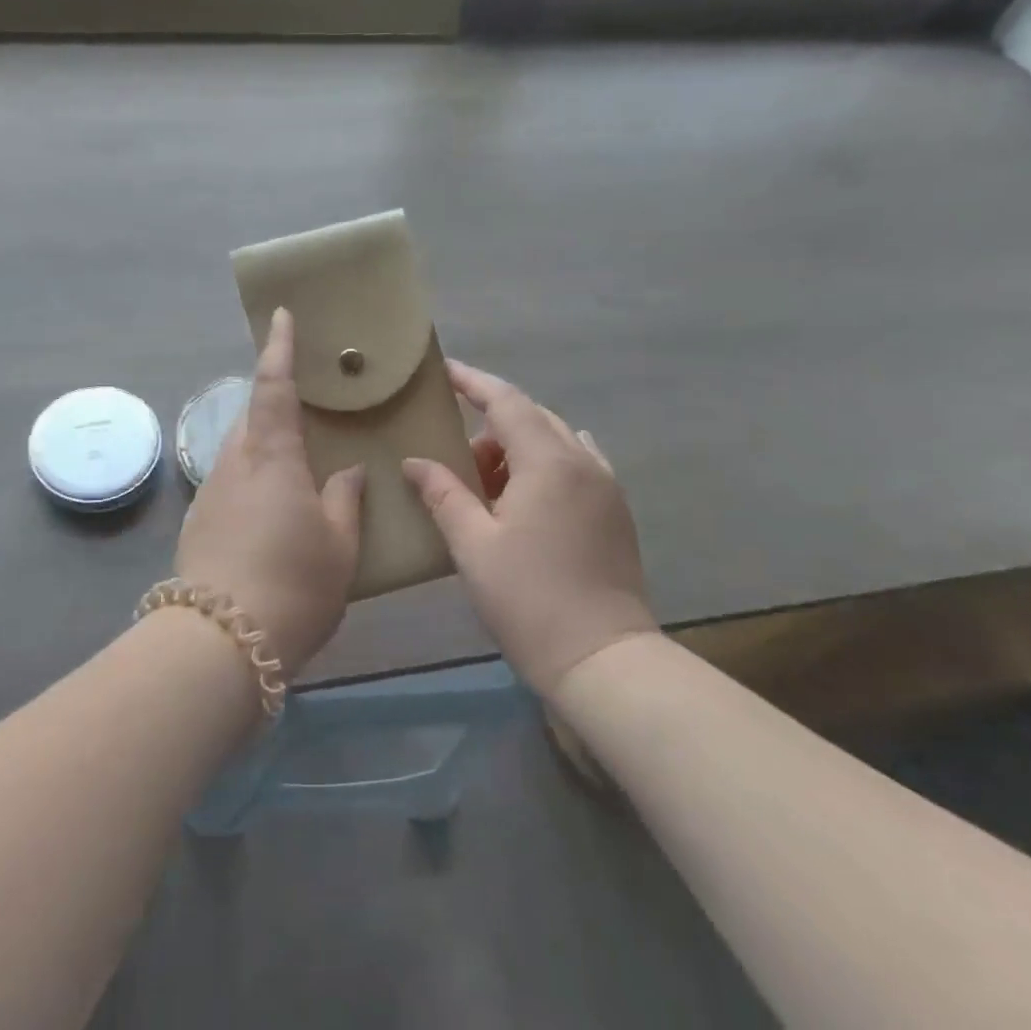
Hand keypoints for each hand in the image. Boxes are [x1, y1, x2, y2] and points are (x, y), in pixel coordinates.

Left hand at [174, 308, 364, 676]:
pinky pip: (231, 480)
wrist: (218, 643)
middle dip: (273, 399)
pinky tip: (270, 507)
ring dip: (263, 441)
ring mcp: (211, 493)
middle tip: (304, 403)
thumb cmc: (292, 585)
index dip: (278, 348)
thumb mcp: (338, 546)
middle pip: (251, 414)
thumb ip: (345, 500)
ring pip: (239, 449)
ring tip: (293, 459)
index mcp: (272, 457)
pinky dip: (252, 476)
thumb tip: (349, 471)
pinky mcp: (199, 522)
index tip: (280, 316)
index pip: (274, 386)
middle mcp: (235, 463)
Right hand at [403, 363, 656, 695]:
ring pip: (555, 440)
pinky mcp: (616, 511)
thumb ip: (442, 494)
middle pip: (531, 417)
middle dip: (490, 424)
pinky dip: (544, 464)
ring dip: (517, 447)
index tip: (444, 370)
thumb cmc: (529, 600)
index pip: (505, 401)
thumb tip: (414, 462)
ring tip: (486, 485)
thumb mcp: (472, 545)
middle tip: (455, 455)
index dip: (472, 381)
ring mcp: (606, 486)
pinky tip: (527, 492)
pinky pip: (576, 463)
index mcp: (548, 462)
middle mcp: (583, 461)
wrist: (604, 661)